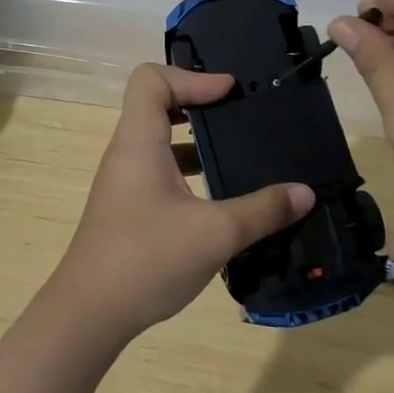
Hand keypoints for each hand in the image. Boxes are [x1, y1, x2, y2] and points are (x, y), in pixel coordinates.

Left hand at [49, 64, 315, 341]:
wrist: (88, 315)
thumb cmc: (146, 259)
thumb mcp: (216, 233)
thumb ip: (263, 210)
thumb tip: (305, 193)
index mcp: (139, 142)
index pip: (151, 79)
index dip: (192, 77)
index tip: (230, 93)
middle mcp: (127, 153)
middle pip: (156, 104)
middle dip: (199, 104)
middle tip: (239, 116)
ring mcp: (125, 182)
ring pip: (159, 141)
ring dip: (195, 140)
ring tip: (236, 153)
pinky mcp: (128, 208)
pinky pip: (159, 170)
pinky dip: (188, 171)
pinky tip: (219, 199)